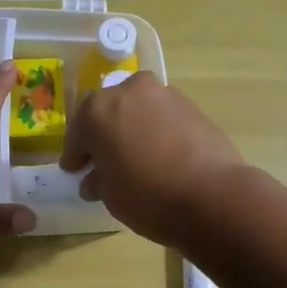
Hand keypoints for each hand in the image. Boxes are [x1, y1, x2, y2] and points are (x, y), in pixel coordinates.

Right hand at [60, 72, 248, 249]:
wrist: (212, 195)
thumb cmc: (147, 196)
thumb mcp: (110, 195)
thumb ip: (98, 180)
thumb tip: (95, 179)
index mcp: (97, 109)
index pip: (77, 132)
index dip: (75, 154)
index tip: (74, 170)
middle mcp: (129, 90)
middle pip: (108, 112)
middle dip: (103, 134)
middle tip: (102, 160)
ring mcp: (164, 94)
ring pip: (137, 110)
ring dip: (131, 129)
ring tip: (134, 158)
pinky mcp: (192, 105)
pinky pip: (162, 117)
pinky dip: (155, 131)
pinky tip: (159, 155)